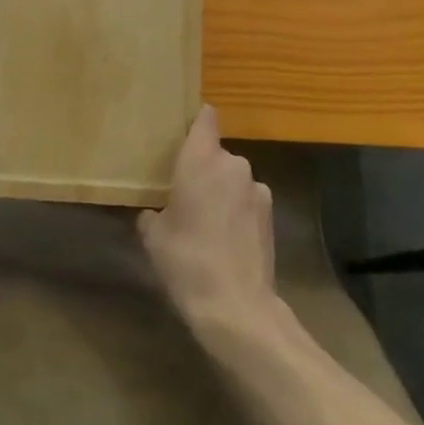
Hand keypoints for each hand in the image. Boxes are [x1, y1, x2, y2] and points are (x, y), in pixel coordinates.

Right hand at [139, 108, 279, 331]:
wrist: (236, 306)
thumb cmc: (187, 261)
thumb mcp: (154, 238)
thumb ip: (152, 215)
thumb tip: (152, 213)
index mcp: (200, 158)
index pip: (205, 117)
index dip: (197, 121)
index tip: (184, 133)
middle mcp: (232, 163)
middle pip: (217, 153)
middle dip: (205, 168)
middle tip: (187, 194)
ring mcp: (256, 187)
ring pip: (234, 178)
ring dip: (224, 191)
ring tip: (209, 222)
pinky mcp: (271, 212)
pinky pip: (248, 200)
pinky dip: (239, 210)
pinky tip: (229, 239)